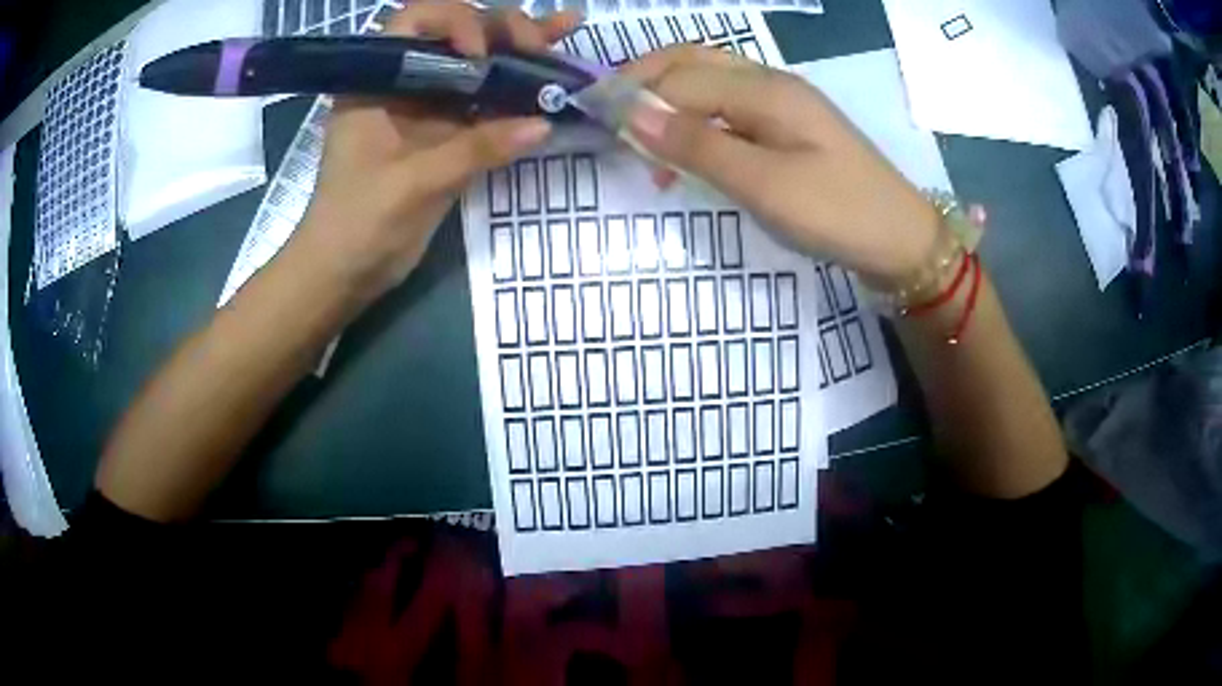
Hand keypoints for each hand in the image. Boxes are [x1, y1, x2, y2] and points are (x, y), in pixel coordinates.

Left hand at [294, 1, 578, 302]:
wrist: (345, 273)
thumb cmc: (356, 224)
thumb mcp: (411, 184)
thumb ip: (475, 150)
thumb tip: (543, 124)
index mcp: (377, 80)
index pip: (416, 22)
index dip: (454, 22)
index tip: (479, 54)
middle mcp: (405, 83)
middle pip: (457, 34)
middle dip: (501, 30)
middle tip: (541, 43)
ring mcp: (429, 107)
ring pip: (478, 63)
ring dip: (521, 46)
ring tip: (569, 29)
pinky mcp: (448, 134)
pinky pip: (488, 102)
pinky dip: (520, 90)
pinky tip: (558, 70)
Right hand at [624, 46, 940, 284]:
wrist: (902, 239)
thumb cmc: (837, 213)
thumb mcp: (764, 185)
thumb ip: (698, 145)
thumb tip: (633, 115)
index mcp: (764, 89)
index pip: (679, 77)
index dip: (634, 95)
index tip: (595, 122)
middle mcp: (769, 82)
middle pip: (692, 60)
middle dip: (646, 82)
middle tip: (611, 118)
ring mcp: (782, 102)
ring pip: (709, 82)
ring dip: (669, 101)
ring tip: (643, 143)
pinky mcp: (789, 126)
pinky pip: (730, 108)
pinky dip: (697, 121)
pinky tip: (688, 154)